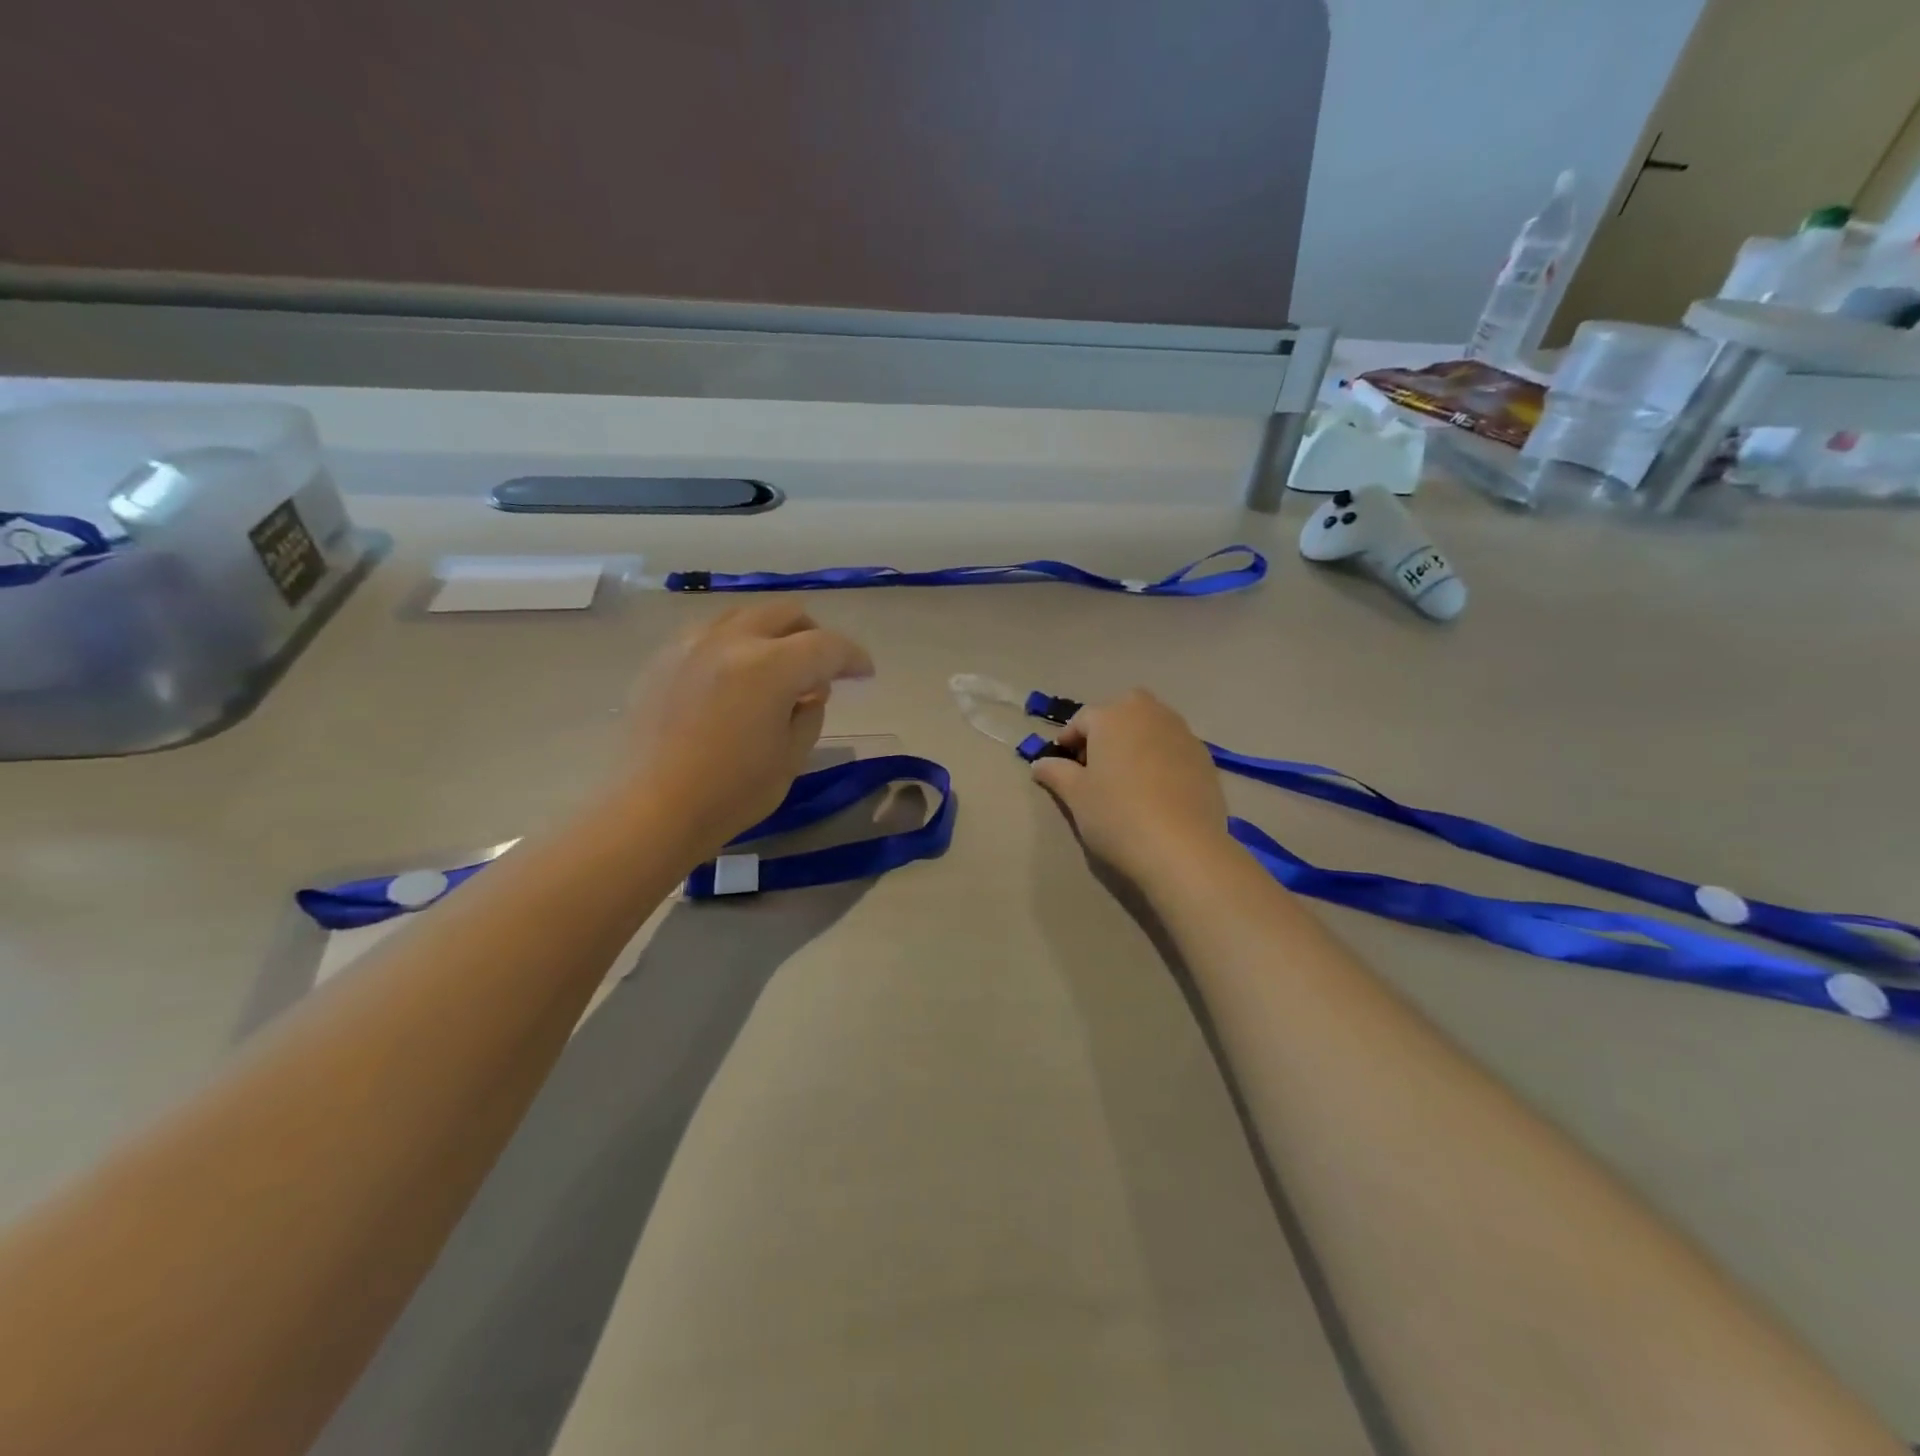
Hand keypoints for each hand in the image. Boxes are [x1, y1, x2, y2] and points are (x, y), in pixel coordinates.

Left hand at [620, 604, 873, 856]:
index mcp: (770, 667)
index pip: (827, 646)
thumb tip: (810, 691)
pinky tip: (734, 679)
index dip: (853, 657)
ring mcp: (691, 645)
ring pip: (744, 616)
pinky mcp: (663, 660)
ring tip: (777, 669)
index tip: (864, 673)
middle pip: (785, 613)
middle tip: (822, 668)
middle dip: (813, 634)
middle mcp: (731, 641)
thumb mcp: (790, 758)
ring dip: (772, 634)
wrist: (650, 810)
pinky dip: (735, 645)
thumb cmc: (730, 793)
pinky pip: (710, 634)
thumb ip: (810, 714)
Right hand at [1029, 690, 1233, 884]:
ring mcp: (1182, 734)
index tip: (1062, 764)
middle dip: (1107, 730)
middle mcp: (1149, 714)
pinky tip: (1156, 791)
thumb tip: (1040, 763)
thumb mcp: (1076, 796)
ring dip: (1136, 741)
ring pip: (1151, 726)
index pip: (1082, 719)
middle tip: (1096, 765)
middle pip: (1122, 712)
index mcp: (1112, 716)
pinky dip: (1161, 759)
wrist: (1182, 848)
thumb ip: (1056, 773)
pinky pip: (1173, 748)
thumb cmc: (1117, 815)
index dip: (1068, 740)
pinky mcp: (1205, 758)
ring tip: (1127, 777)